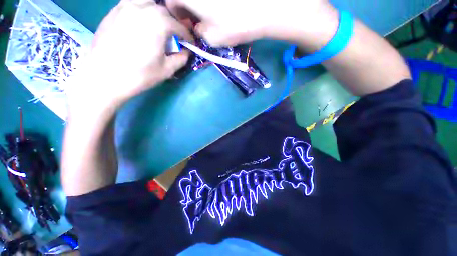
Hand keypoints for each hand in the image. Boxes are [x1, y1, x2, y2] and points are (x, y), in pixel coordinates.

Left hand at [67, 0, 191, 117]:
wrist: (104, 77)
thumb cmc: (139, 75)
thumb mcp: (167, 70)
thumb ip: (181, 58)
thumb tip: (187, 52)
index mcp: (158, 22)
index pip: (180, 26)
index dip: (188, 36)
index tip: (191, 44)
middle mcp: (141, 8)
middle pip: (164, 11)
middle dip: (173, 23)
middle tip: (175, 36)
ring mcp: (124, 7)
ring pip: (146, 3)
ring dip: (157, 14)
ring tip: (158, 27)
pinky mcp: (112, 13)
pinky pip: (132, 6)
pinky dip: (141, 12)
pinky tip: (141, 25)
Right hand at [167, 0, 336, 46]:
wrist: (263, 10)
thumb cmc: (233, 25)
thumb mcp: (211, 38)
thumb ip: (199, 33)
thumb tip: (197, 28)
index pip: (170, 2)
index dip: (177, 16)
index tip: (188, 25)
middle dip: (187, 10)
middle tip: (199, 22)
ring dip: (199, 6)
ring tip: (210, 17)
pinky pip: (211, 0)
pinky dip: (211, 3)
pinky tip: (220, 9)